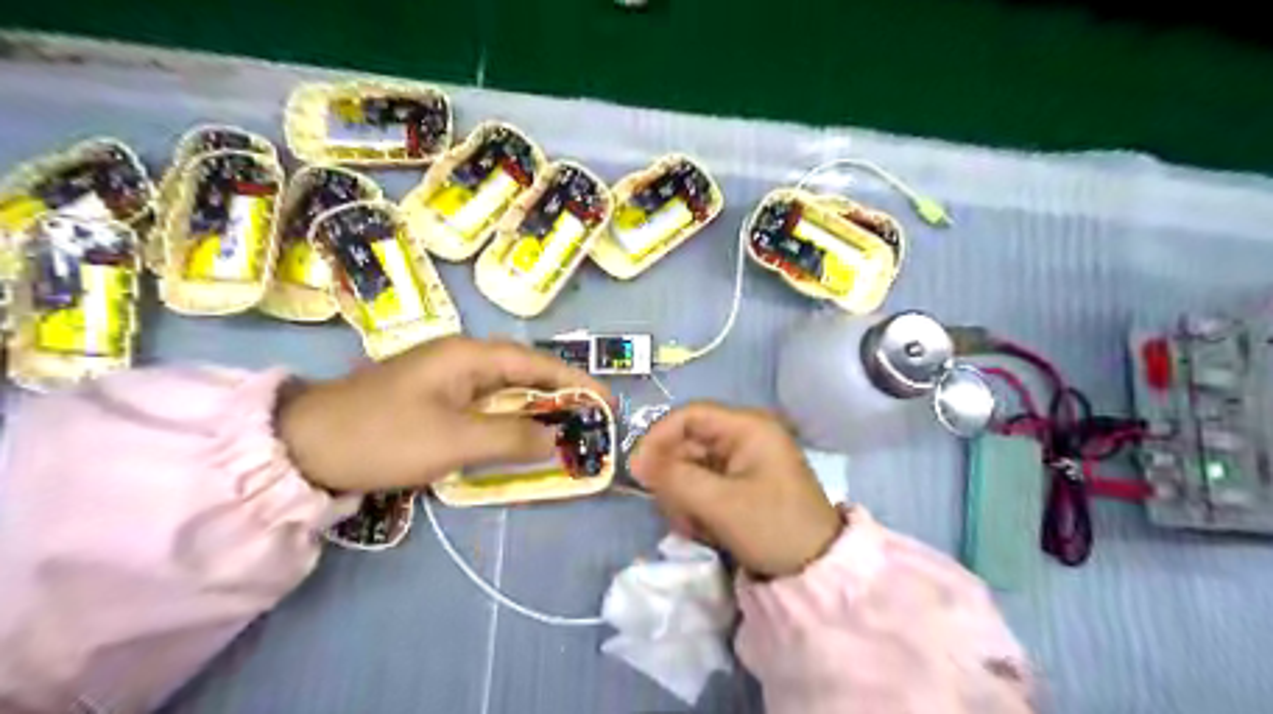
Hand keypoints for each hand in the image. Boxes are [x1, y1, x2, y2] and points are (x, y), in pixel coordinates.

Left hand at [275, 336, 612, 491]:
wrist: (305, 446)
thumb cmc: (384, 436)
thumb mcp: (454, 440)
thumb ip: (512, 438)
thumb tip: (555, 438)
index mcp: (468, 355)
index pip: (537, 362)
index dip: (576, 380)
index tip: (606, 401)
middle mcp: (461, 358)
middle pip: (524, 371)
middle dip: (560, 393)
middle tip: (591, 418)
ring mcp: (445, 378)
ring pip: (505, 389)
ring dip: (536, 407)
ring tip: (567, 427)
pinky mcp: (433, 399)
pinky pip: (485, 404)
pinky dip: (509, 419)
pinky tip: (520, 435)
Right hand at [628, 403, 842, 578]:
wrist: (817, 570)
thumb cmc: (773, 527)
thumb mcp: (720, 503)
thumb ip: (675, 478)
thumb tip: (636, 462)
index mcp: (747, 427)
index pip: (689, 416)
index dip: (658, 438)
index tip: (638, 470)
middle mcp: (744, 436)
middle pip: (688, 443)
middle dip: (675, 478)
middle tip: (674, 511)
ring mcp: (743, 461)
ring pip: (692, 467)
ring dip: (684, 497)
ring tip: (694, 527)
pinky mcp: (741, 484)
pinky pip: (704, 485)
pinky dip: (697, 506)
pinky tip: (703, 530)